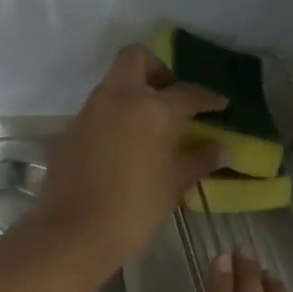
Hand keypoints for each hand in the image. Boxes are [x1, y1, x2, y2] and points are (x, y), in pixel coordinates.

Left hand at [30, 44, 224, 273]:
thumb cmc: (134, 209)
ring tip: (151, 123)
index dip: (207, 97)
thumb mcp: (173, 185)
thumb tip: (221, 148)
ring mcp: (90, 112)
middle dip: (157, 69)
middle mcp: (118, 99)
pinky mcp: (71, 130)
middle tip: (171, 95)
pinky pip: (98, 109)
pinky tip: (125, 145)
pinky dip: (115, 115)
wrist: (74, 233)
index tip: (219, 104)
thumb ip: (198, 161)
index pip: (186, 93)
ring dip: (133, 92)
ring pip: (113, 83)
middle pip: (136, 59)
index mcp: (151, 109)